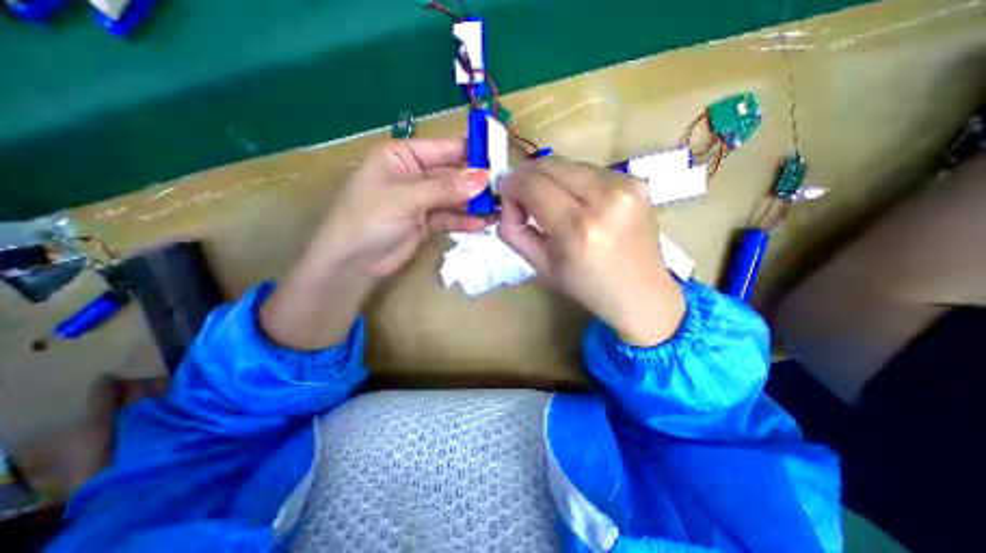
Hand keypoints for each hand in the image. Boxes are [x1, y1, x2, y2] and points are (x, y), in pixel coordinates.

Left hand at [312, 135, 492, 276]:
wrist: (351, 263)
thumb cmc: (368, 219)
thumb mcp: (406, 198)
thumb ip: (446, 188)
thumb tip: (484, 178)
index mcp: (402, 156)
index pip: (444, 149)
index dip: (471, 153)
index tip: (499, 160)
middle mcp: (414, 174)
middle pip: (453, 174)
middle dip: (476, 183)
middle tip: (503, 189)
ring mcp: (421, 200)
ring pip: (454, 197)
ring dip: (474, 203)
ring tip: (498, 209)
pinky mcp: (426, 222)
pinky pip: (449, 217)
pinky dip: (464, 220)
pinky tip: (482, 224)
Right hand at [502, 155, 686, 344]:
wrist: (641, 293)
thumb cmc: (587, 287)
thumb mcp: (541, 266)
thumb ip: (514, 232)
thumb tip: (507, 203)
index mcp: (577, 229)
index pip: (532, 185)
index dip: (511, 185)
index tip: (505, 195)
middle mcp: (605, 199)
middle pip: (550, 164)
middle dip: (528, 177)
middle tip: (523, 197)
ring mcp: (627, 186)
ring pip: (569, 164)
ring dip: (551, 179)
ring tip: (553, 204)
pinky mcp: (637, 182)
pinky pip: (590, 171)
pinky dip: (574, 182)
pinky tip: (579, 204)